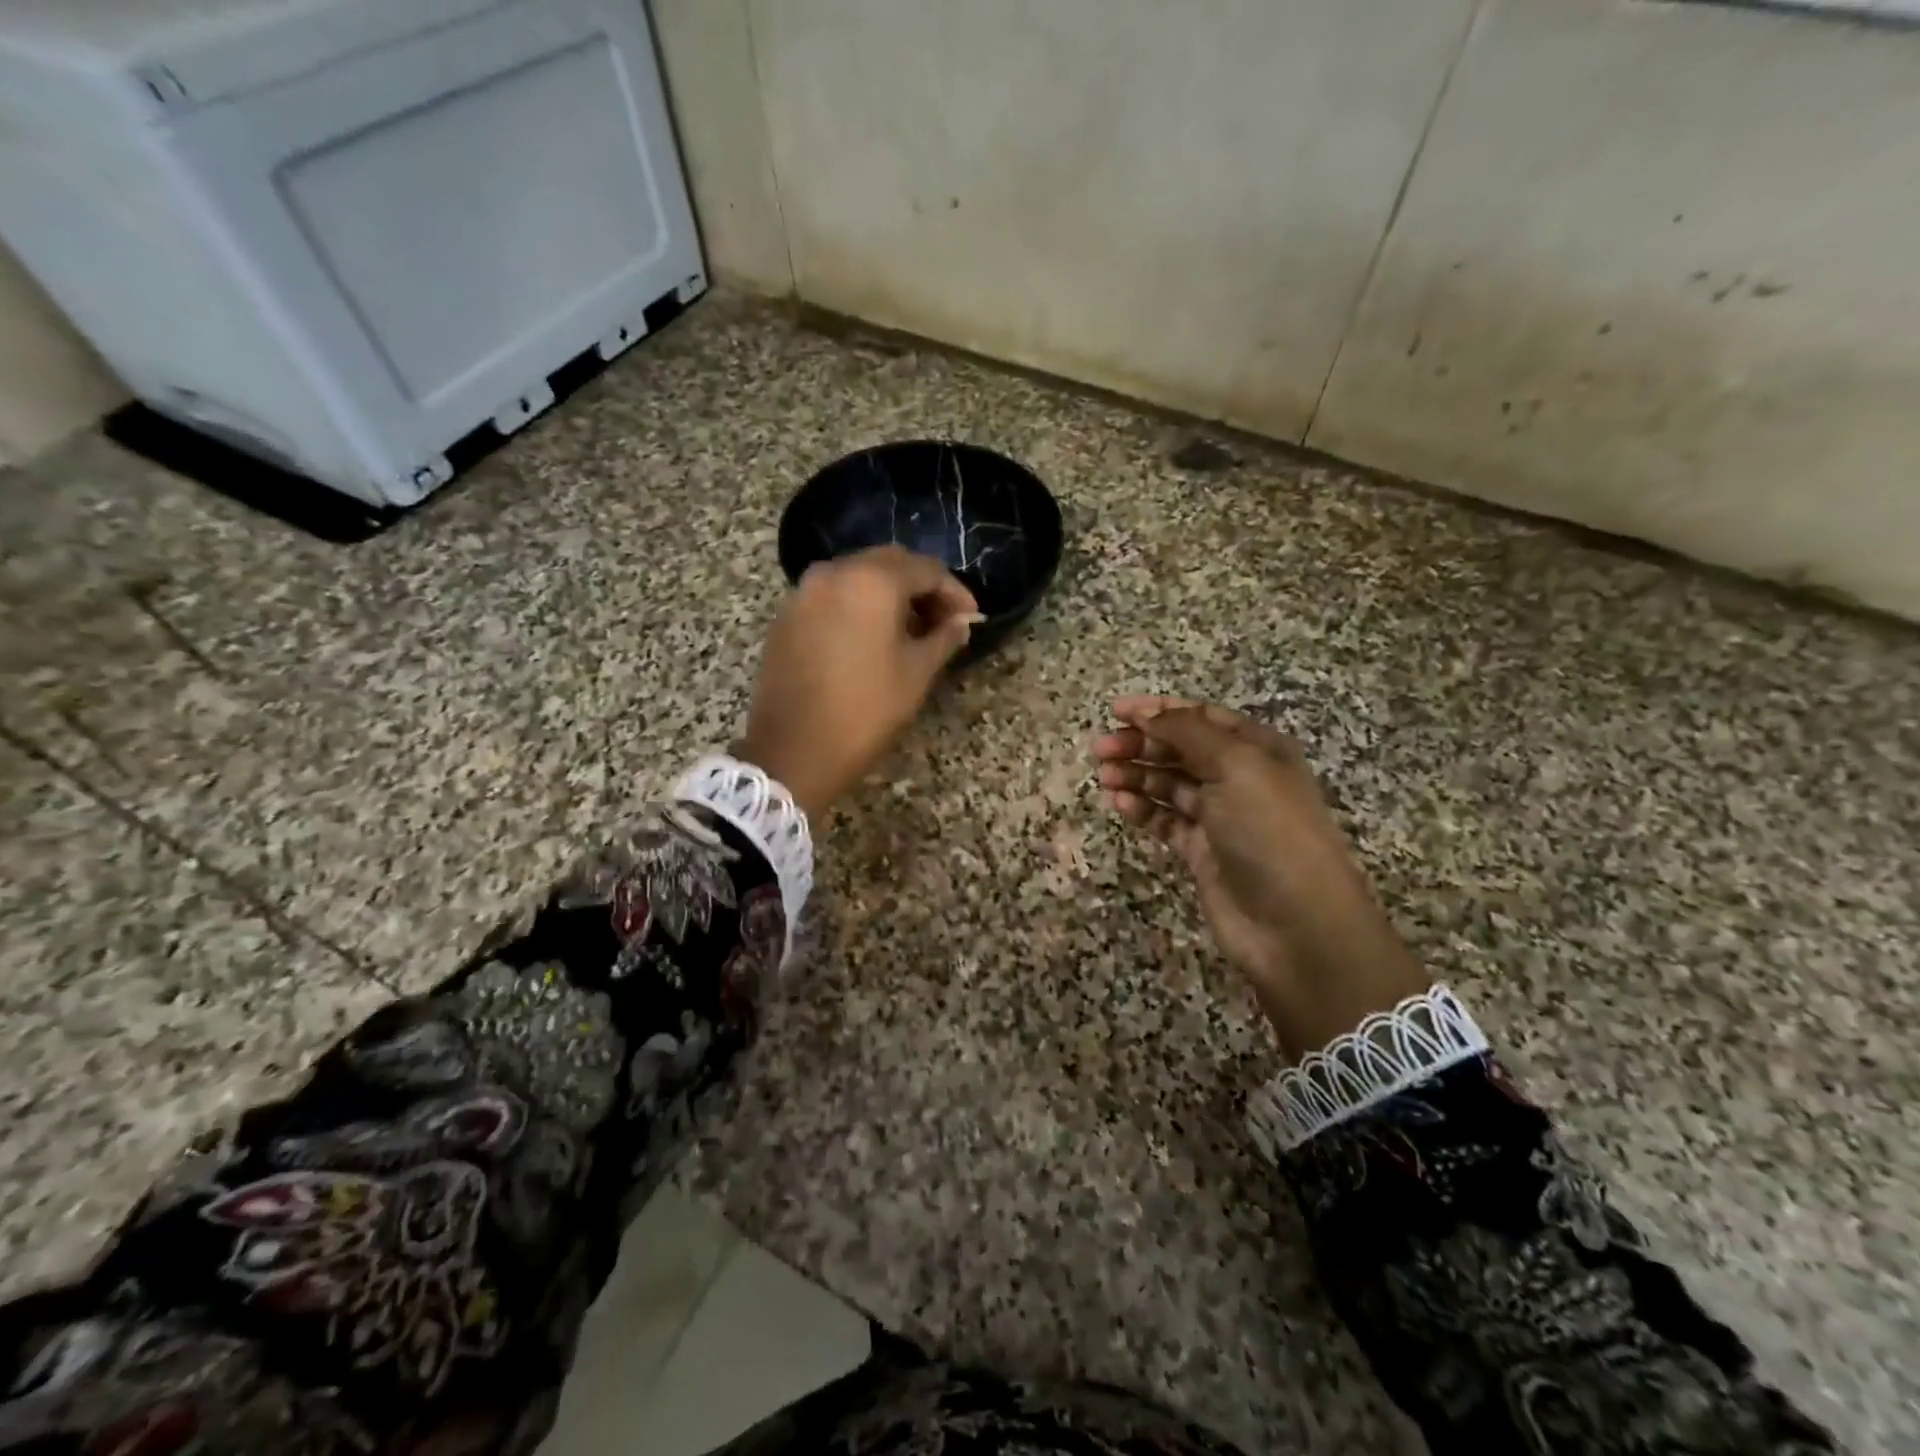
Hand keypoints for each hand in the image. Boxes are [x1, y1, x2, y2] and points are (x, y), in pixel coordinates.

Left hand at [740, 546, 978, 817]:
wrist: (794, 750)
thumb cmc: (866, 710)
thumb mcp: (917, 673)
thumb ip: (944, 638)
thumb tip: (960, 622)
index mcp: (872, 581)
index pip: (926, 570)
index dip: (955, 592)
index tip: (970, 618)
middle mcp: (834, 572)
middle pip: (889, 564)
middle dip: (921, 587)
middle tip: (943, 620)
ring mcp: (804, 592)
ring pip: (857, 577)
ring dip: (888, 595)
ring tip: (910, 630)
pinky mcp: (786, 616)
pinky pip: (832, 596)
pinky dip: (857, 606)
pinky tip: (871, 637)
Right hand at [1092, 697, 1429, 1059]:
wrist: (1296, 924)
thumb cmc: (1270, 830)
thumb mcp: (1236, 766)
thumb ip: (1188, 732)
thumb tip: (1148, 712)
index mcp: (1258, 749)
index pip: (1202, 717)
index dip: (1159, 710)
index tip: (1115, 711)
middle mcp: (1239, 778)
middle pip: (1180, 749)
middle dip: (1141, 744)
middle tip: (1101, 750)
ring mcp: (1220, 817)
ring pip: (1169, 785)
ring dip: (1136, 776)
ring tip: (1104, 778)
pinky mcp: (1201, 852)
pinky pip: (1165, 821)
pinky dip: (1142, 810)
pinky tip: (1120, 806)